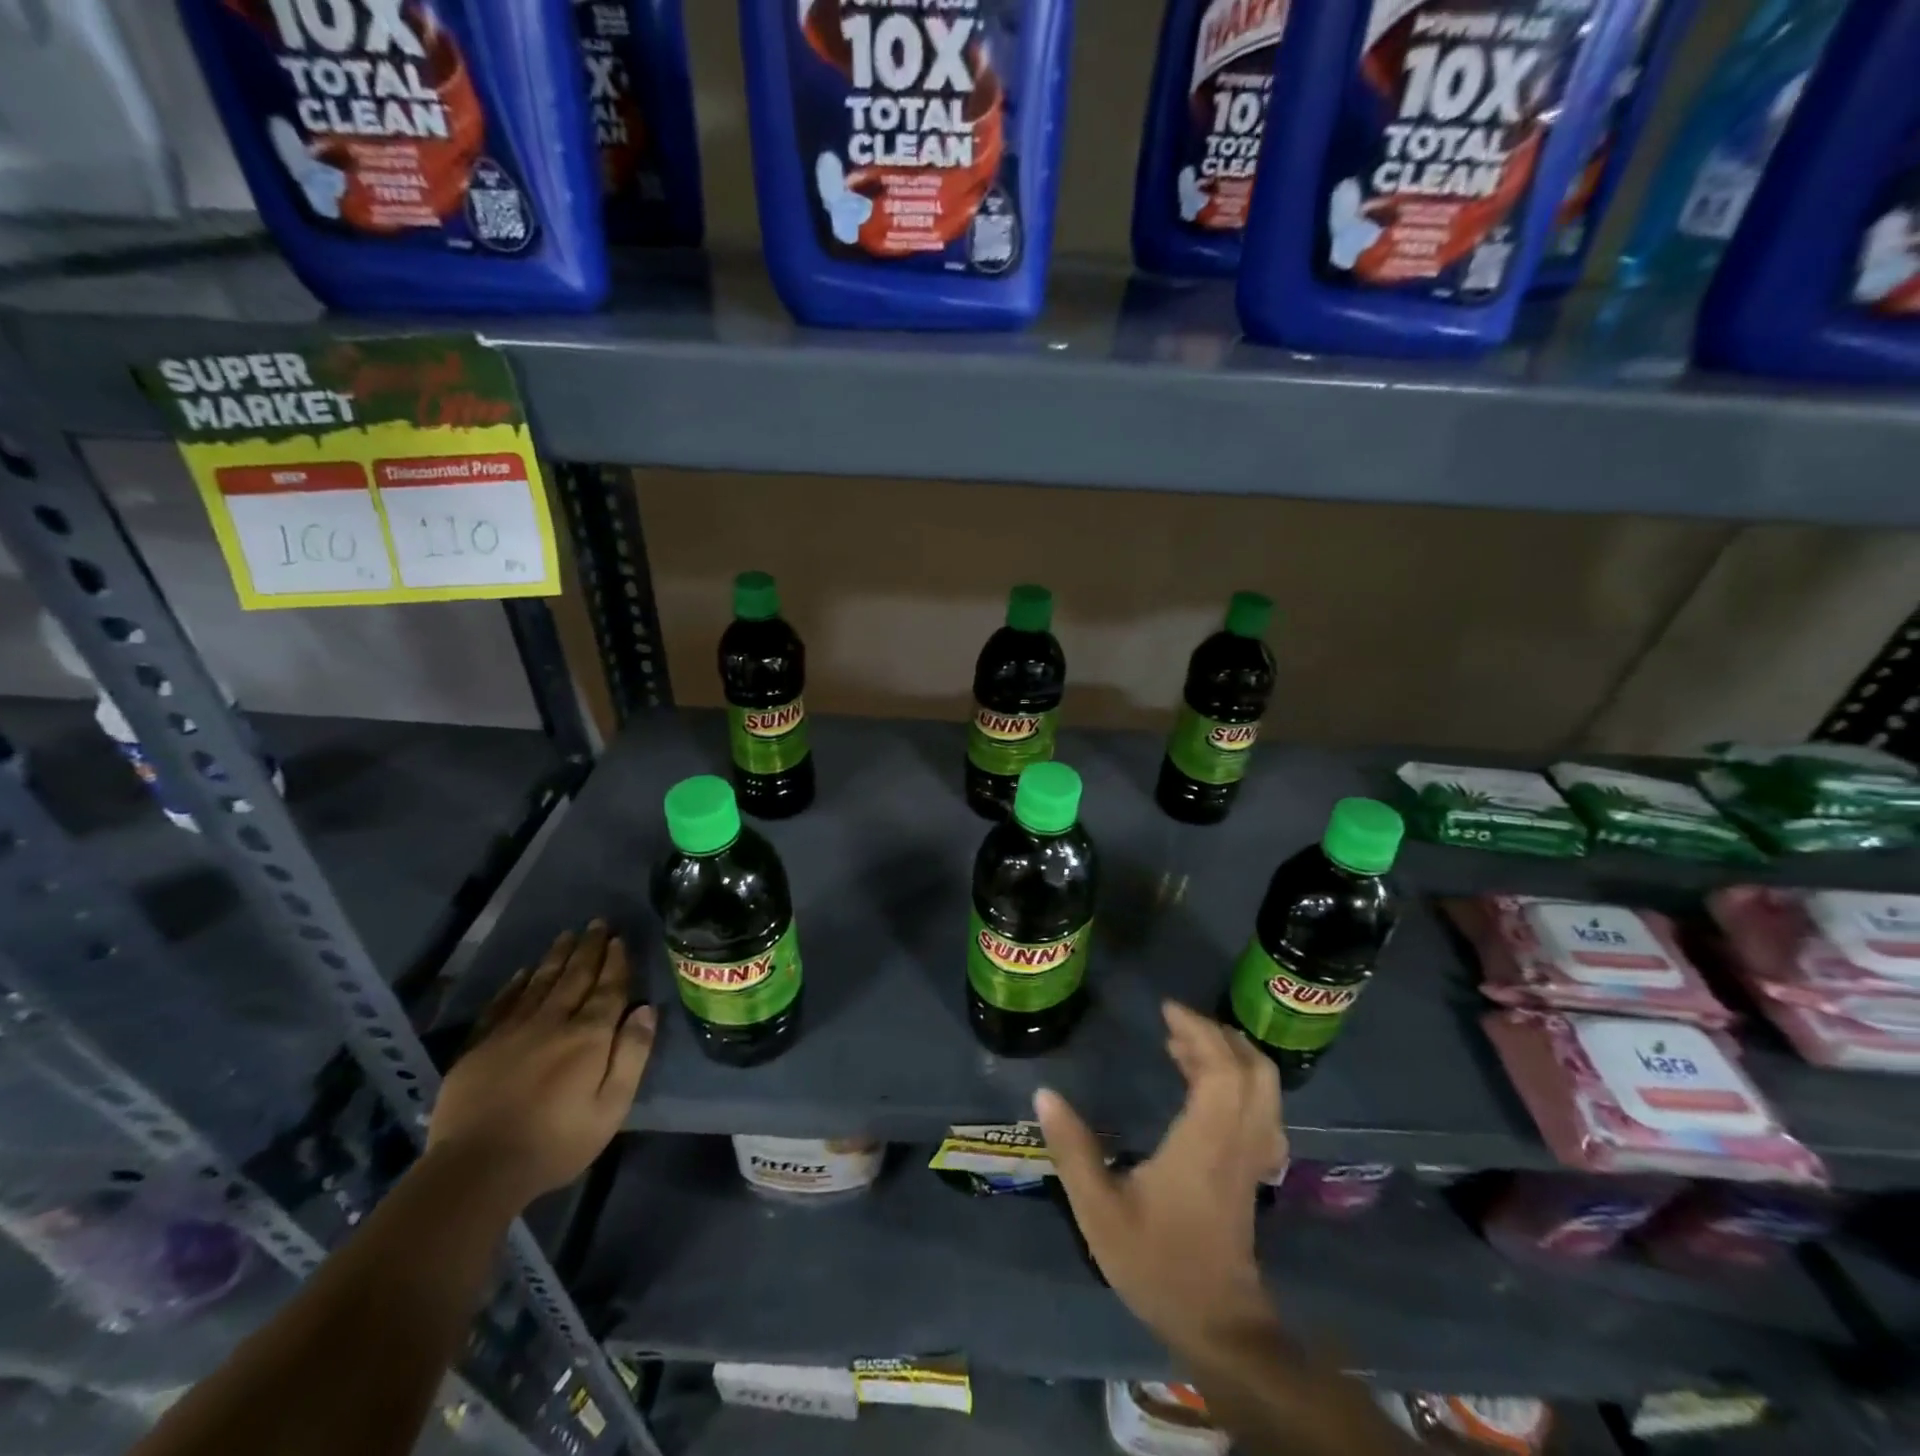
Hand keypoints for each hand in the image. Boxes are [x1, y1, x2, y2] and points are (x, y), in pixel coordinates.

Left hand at [428, 922, 655, 1209]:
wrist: (476, 1169)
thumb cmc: (556, 1142)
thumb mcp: (612, 1106)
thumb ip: (631, 1054)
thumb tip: (645, 1008)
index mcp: (588, 1036)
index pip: (607, 989)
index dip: (615, 962)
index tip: (619, 938)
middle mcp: (552, 1022)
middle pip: (575, 977)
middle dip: (588, 948)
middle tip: (597, 923)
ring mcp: (512, 1032)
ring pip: (540, 983)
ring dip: (556, 957)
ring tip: (567, 935)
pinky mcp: (480, 1047)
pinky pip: (502, 1004)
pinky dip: (515, 985)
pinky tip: (523, 972)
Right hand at [1036, 1002, 1286, 1351]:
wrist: (1216, 1325)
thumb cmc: (1157, 1264)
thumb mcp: (1100, 1212)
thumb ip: (1072, 1151)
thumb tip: (1044, 1093)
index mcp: (1205, 1143)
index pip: (1222, 1071)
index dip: (1199, 1032)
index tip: (1166, 1010)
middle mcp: (1238, 1141)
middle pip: (1253, 1071)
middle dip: (1217, 1035)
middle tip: (1176, 1022)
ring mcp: (1253, 1156)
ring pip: (1263, 1088)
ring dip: (1229, 1054)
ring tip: (1183, 1045)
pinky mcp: (1253, 1169)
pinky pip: (1261, 1108)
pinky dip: (1239, 1080)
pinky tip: (1205, 1085)